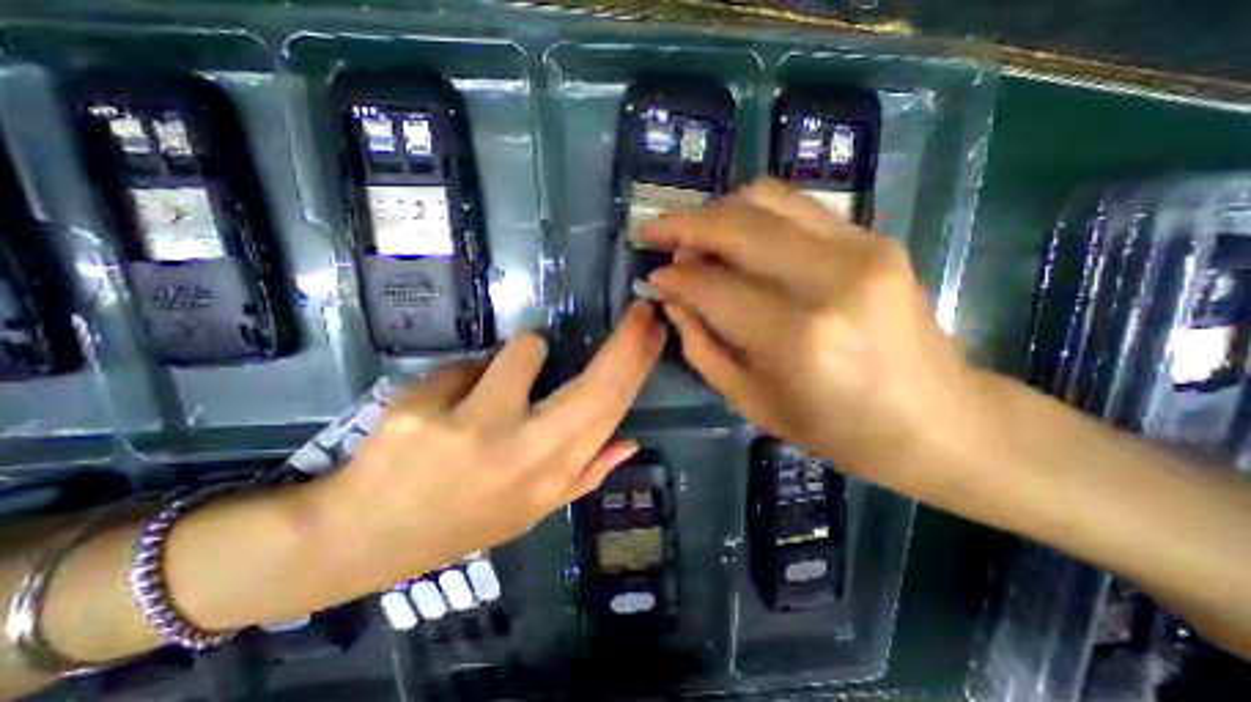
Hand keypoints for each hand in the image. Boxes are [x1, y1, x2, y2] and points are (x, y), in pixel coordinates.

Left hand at [310, 301, 664, 591]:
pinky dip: (468, 375)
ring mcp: (471, 429)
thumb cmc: (463, 520)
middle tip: (640, 311)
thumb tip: (630, 442)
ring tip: (493, 386)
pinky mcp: (421, 409)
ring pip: (524, 351)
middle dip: (626, 341)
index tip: (653, 330)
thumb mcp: (532, 508)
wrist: (365, 538)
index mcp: (552, 476)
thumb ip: (586, 474)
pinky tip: (445, 406)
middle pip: (595, 385)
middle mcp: (523, 453)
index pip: (610, 410)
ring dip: (521, 356)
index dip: (638, 365)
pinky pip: (468, 363)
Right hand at [644, 178, 987, 499]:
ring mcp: (860, 248)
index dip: (673, 276)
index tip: (652, 276)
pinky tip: (737, 235)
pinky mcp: (875, 237)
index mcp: (795, 338)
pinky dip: (753, 212)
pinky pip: (795, 205)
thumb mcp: (751, 400)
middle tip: (657, 234)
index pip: (712, 285)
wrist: (938, 420)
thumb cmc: (836, 429)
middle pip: (736, 225)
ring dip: (717, 211)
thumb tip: (671, 299)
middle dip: (683, 224)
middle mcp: (829, 279)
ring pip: (765, 198)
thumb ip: (701, 345)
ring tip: (695, 235)